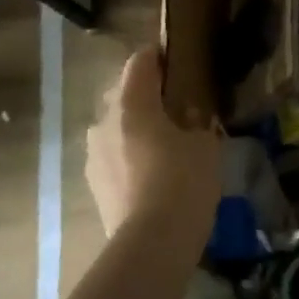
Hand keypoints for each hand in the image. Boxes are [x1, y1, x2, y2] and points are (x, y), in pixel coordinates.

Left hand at [86, 46, 222, 239]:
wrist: (152, 242)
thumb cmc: (184, 181)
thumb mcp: (206, 145)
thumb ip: (198, 123)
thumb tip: (191, 118)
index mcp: (131, 104)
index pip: (139, 63)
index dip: (157, 56)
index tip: (175, 59)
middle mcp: (103, 123)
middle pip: (123, 96)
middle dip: (146, 97)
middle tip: (176, 109)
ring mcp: (93, 156)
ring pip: (116, 129)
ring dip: (136, 130)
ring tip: (165, 145)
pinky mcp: (93, 185)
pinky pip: (114, 158)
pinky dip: (131, 158)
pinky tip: (153, 175)